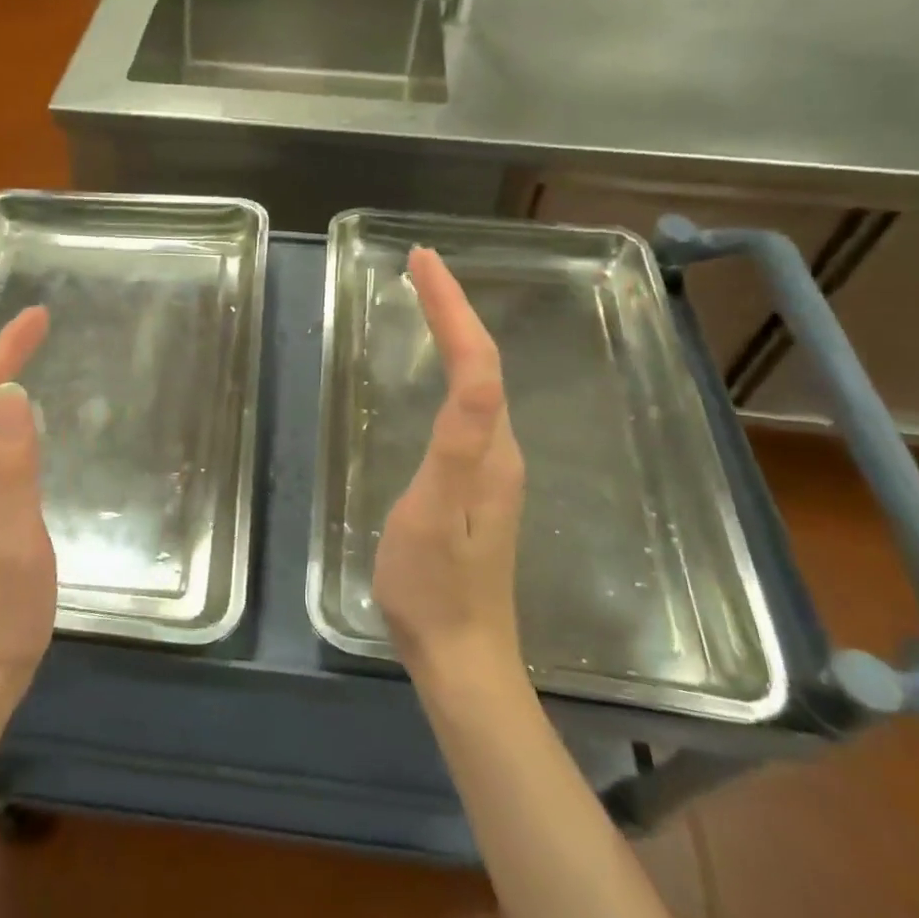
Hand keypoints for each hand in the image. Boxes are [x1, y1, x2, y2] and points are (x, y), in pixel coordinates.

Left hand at [0, 306, 56, 718]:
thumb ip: (13, 467)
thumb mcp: (16, 540)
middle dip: (3, 356)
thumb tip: (13, 394)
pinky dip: (2, 415)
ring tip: (31, 355)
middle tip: (42, 326)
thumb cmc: (0, 616)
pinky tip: (20, 419)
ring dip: (0, 381)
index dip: (5, 350)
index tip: (39, 316)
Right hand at [372, 248, 527, 695]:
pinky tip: (436, 369)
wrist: (459, 658)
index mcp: (490, 449)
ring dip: (454, 332)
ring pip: (479, 381)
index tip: (421, 259)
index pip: (477, 358)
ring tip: (426, 298)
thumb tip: (476, 373)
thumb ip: (459, 443)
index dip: (452, 305)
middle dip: (454, 307)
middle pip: (483, 361)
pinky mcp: (475, 484)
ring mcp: (490, 468)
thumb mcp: (435, 512)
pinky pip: (468, 405)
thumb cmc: (433, 586)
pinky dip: (451, 367)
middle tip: (418, 267)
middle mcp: (500, 449)